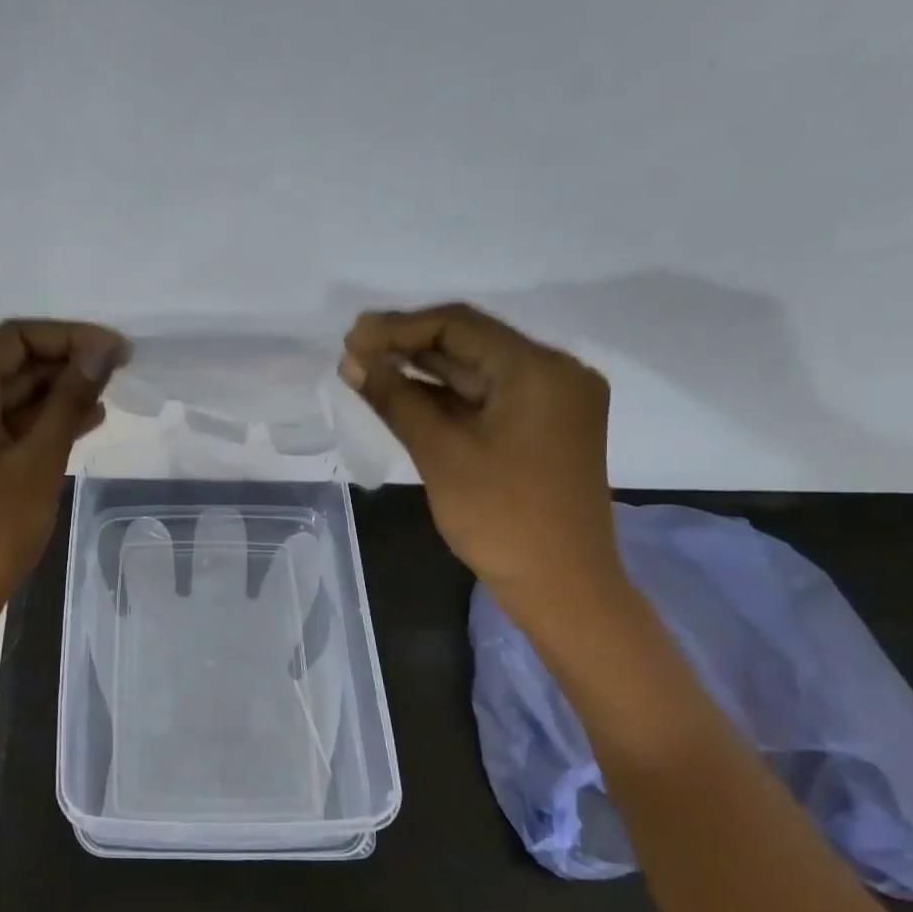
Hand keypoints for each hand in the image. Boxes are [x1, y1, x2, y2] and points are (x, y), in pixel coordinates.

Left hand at [0, 319, 125, 630]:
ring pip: (10, 399)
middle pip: (11, 365)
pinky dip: (41, 424)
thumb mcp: (39, 461)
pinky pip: (5, 429)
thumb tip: (100, 352)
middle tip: (119, 371)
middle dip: (65, 363)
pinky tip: (82, 426)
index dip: (68, 336)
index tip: (115, 351)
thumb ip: (69, 401)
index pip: (14, 339)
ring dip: (57, 394)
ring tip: (108, 398)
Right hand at [340, 303, 622, 610]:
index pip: (459, 326)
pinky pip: (486, 399)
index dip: (399, 328)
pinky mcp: (542, 428)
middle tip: (352, 352)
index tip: (351, 339)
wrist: (560, 585)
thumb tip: (352, 363)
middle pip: (470, 344)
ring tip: (366, 371)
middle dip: (408, 346)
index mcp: (540, 370)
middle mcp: (554, 373)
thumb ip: (396, 400)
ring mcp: (551, 402)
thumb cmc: (501, 518)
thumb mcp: (441, 453)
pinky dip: (445, 397)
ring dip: (422, 371)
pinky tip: (402, 396)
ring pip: (476, 372)